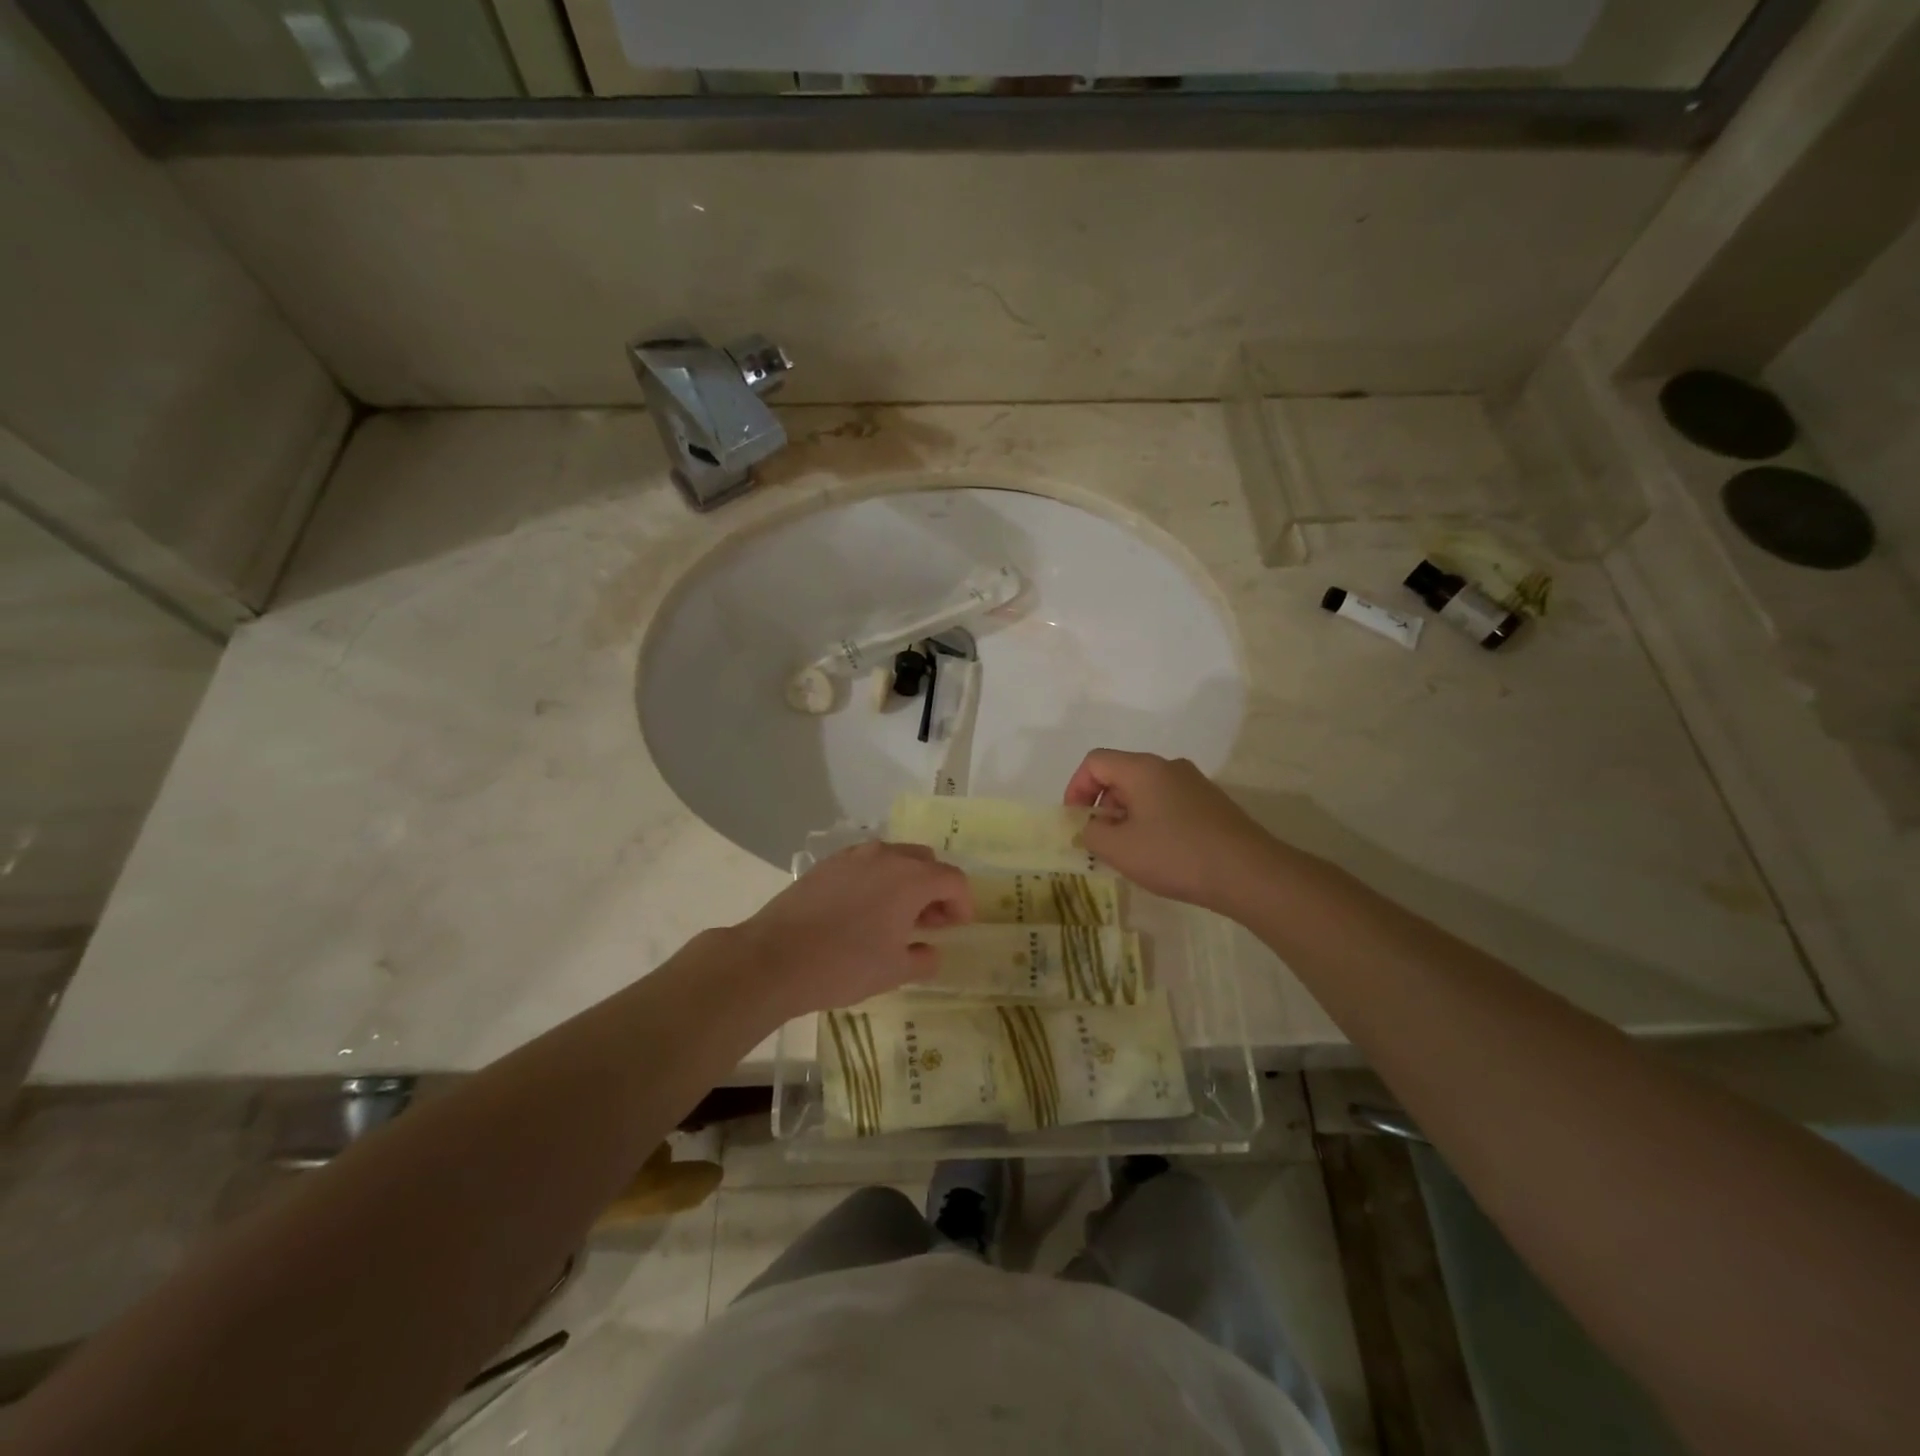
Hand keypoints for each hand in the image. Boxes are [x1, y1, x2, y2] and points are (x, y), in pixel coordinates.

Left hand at [738, 842, 972, 1014]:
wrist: (775, 958)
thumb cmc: (844, 965)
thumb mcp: (894, 971)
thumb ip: (924, 958)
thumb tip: (931, 951)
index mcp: (911, 878)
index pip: (953, 879)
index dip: (962, 903)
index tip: (957, 928)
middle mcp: (886, 856)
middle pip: (925, 862)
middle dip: (935, 889)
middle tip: (929, 922)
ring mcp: (853, 856)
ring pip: (894, 858)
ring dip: (905, 881)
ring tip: (896, 916)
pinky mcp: (827, 864)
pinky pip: (866, 863)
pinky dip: (877, 879)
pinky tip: (863, 910)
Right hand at [1064, 749, 1275, 913]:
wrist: (1249, 872)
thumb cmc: (1176, 855)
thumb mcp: (1119, 849)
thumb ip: (1091, 833)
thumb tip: (1090, 826)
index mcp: (1143, 769)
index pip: (1095, 762)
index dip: (1076, 788)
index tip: (1077, 822)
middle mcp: (1168, 766)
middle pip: (1120, 774)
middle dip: (1102, 805)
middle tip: (1101, 842)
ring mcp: (1194, 783)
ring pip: (1145, 790)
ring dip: (1127, 816)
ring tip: (1130, 852)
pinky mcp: (1211, 803)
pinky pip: (1167, 803)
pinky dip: (1152, 821)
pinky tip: (1160, 853)